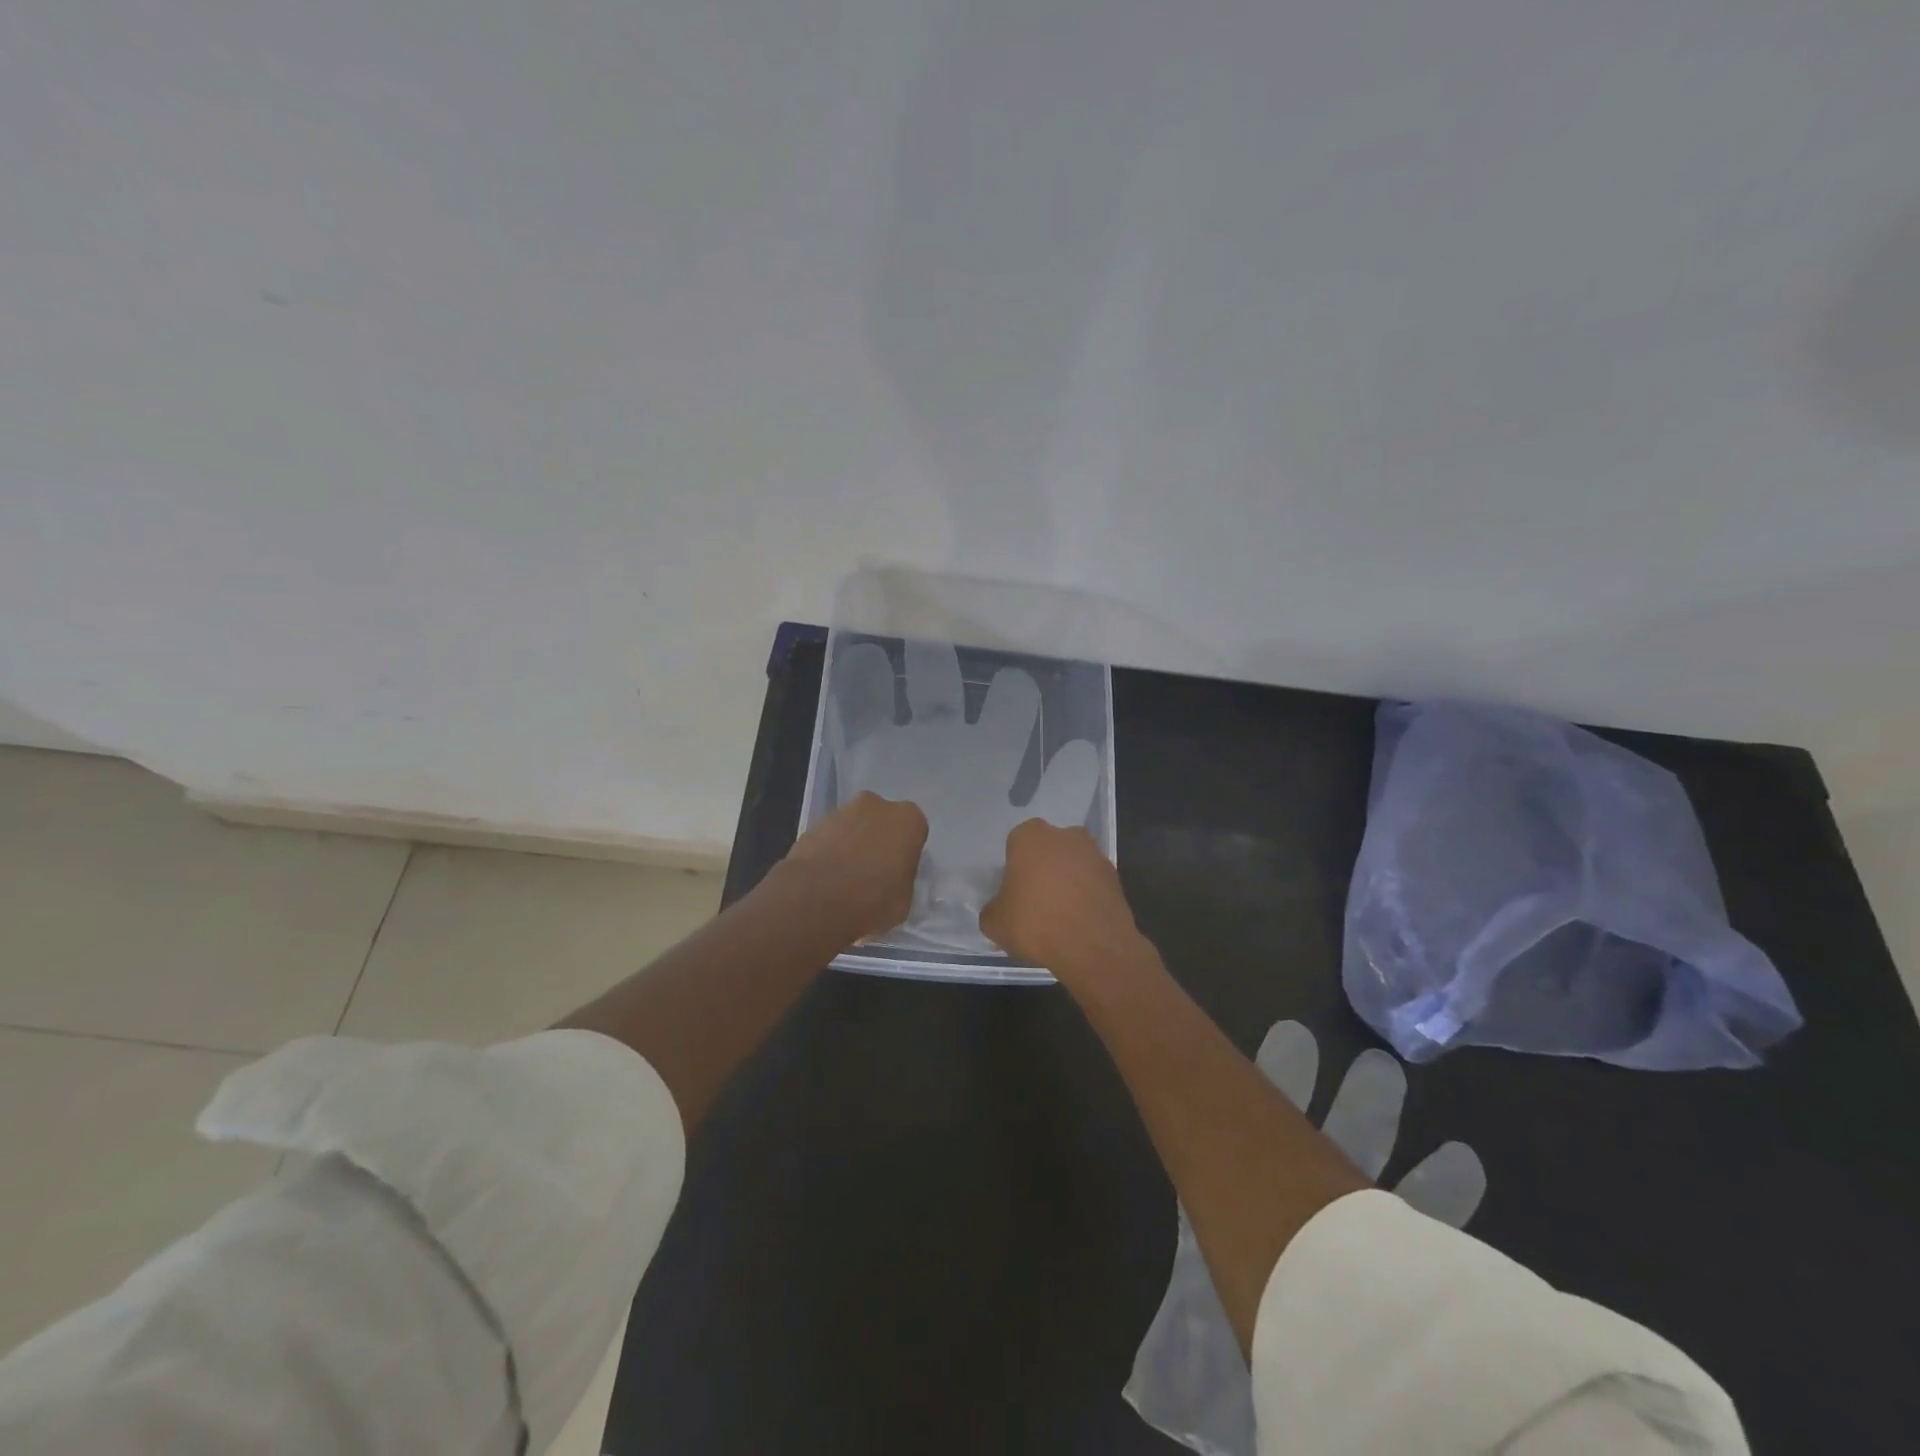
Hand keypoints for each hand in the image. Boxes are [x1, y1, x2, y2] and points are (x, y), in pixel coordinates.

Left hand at [780, 791, 928, 944]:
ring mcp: (842, 812)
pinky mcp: (813, 824)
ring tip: (844, 879)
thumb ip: (903, 879)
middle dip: (878, 841)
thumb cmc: (872, 900)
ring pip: (854, 827)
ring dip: (852, 845)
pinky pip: (830, 838)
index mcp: (908, 820)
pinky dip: (830, 852)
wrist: (815, 899)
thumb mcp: (904, 901)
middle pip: (882, 822)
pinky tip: (825, 878)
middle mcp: (877, 805)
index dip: (905, 853)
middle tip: (873, 873)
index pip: (914, 832)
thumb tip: (893, 879)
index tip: (898, 873)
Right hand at [979, 819, 1141, 979]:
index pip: (1016, 844)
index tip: (1013, 891)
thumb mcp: (995, 923)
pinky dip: (1086, 896)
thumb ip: (993, 909)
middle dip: (1043, 868)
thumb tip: (999, 909)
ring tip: (1059, 914)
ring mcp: (1094, 854)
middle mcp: (1065, 835)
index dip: (1014, 867)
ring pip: (1072, 864)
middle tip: (1035, 900)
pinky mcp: (1115, 876)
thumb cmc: (1035, 923)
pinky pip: (1092, 882)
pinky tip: (1078, 920)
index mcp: (1031, 836)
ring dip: (1067, 881)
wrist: (1093, 945)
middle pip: (1048, 849)